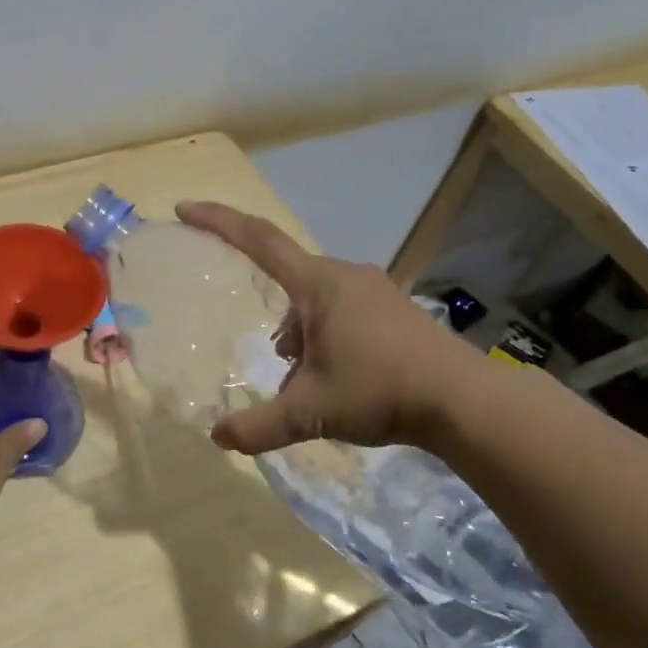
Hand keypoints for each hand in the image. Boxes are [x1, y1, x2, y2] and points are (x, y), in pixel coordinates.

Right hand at [177, 201, 472, 454]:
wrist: (463, 400)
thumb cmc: (379, 391)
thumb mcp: (311, 412)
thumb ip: (259, 427)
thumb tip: (217, 438)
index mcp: (317, 285)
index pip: (257, 240)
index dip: (217, 221)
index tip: (184, 209)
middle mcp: (344, 275)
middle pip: (288, 283)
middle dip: (274, 323)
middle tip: (278, 365)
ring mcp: (373, 290)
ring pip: (316, 302)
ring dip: (300, 335)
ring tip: (306, 382)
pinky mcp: (393, 309)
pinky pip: (342, 311)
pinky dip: (325, 337)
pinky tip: (337, 377)